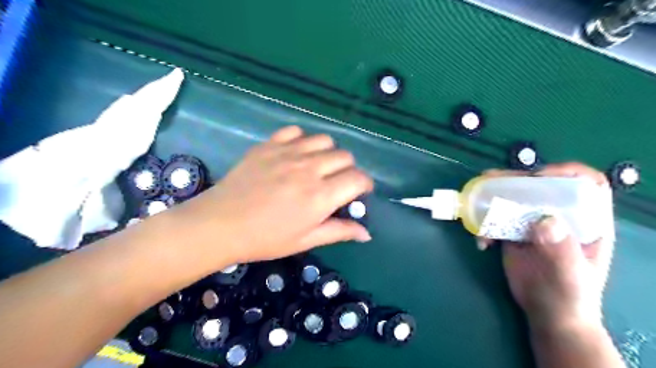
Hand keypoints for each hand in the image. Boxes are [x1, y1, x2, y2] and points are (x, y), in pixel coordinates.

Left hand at [176, 125, 370, 263]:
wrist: (220, 224)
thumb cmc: (265, 238)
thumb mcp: (305, 240)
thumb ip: (339, 232)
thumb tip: (367, 233)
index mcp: (320, 196)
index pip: (358, 178)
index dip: (364, 185)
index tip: (359, 193)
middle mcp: (309, 169)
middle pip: (344, 156)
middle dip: (348, 170)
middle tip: (336, 184)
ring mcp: (288, 153)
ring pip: (324, 140)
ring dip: (328, 153)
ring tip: (318, 167)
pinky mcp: (269, 145)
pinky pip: (295, 131)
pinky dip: (302, 140)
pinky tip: (295, 155)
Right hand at [481, 163, 615, 331]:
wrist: (547, 314)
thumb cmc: (569, 296)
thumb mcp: (571, 276)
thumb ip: (562, 249)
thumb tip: (544, 220)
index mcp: (586, 221)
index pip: (585, 184)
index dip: (565, 172)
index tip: (538, 177)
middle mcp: (560, 216)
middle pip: (540, 187)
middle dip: (515, 180)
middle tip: (491, 180)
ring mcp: (534, 224)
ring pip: (514, 199)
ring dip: (493, 197)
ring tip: (475, 200)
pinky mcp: (513, 233)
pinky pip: (497, 219)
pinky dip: (485, 225)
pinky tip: (482, 242)